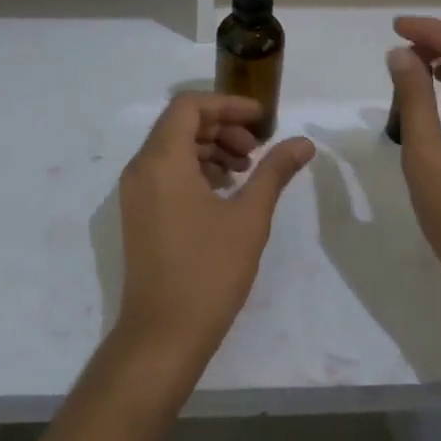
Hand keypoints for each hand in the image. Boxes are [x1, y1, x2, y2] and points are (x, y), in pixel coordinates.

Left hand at [114, 94, 315, 370]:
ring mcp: (136, 192)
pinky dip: (195, 168)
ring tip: (245, 171)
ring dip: (210, 147)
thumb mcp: (249, 218)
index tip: (261, 119)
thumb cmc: (208, 272)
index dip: (227, 104)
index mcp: (162, 160)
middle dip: (222, 127)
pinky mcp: (138, 212)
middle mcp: (142, 167)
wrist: (162, 337)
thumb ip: (274, 171)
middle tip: (256, 150)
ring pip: (173, 147)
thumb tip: (304, 142)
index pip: (190, 105)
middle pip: (180, 123)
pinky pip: (166, 171)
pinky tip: (224, 191)